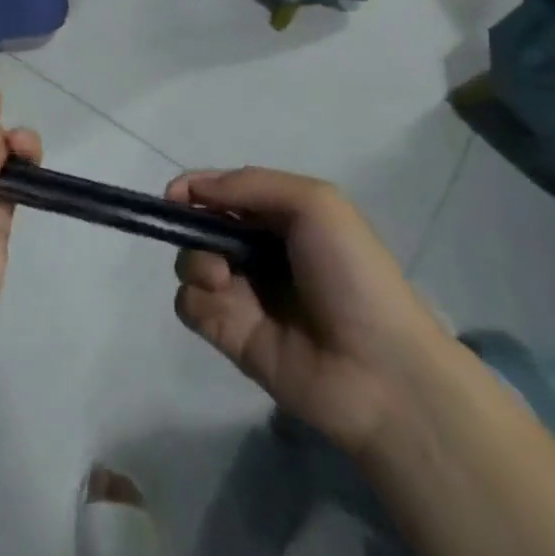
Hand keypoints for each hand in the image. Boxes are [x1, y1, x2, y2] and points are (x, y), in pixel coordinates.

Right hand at [169, 168, 451, 454]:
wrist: (379, 370)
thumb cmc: (351, 274)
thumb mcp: (314, 204)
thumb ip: (249, 185)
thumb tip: (191, 189)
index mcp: (282, 219)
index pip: (225, 193)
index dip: (196, 189)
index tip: (175, 196)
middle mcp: (259, 253)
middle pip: (201, 227)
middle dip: (194, 227)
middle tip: (215, 245)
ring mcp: (243, 295)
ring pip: (190, 264)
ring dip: (196, 262)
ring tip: (223, 279)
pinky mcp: (230, 335)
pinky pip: (190, 305)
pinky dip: (197, 298)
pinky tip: (225, 306)